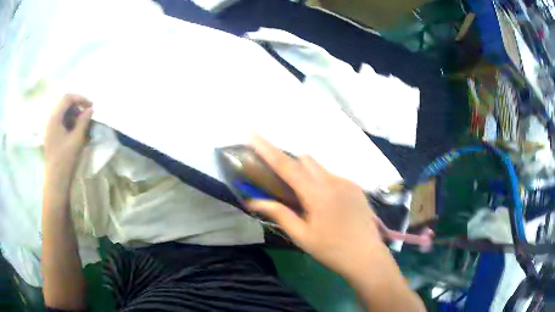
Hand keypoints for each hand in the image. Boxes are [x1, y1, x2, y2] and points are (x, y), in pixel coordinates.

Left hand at [44, 94, 92, 185]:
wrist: (56, 180)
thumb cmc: (65, 160)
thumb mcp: (76, 139)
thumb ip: (84, 121)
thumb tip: (91, 109)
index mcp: (55, 118)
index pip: (67, 98)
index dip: (80, 98)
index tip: (91, 106)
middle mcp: (51, 120)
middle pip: (65, 104)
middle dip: (77, 107)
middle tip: (87, 116)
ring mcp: (50, 128)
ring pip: (63, 113)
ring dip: (74, 115)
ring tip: (82, 126)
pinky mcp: (52, 136)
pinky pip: (61, 122)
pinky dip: (70, 123)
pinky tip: (76, 132)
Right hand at [248, 135, 386, 277]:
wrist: (366, 256)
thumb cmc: (331, 250)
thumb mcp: (301, 236)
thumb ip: (279, 214)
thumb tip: (253, 201)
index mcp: (317, 193)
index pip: (286, 165)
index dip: (267, 149)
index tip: (252, 134)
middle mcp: (333, 180)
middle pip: (305, 160)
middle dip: (289, 163)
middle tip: (280, 182)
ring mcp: (347, 182)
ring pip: (320, 167)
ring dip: (306, 173)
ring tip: (303, 197)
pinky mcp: (356, 187)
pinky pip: (332, 176)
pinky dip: (321, 181)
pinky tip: (324, 203)